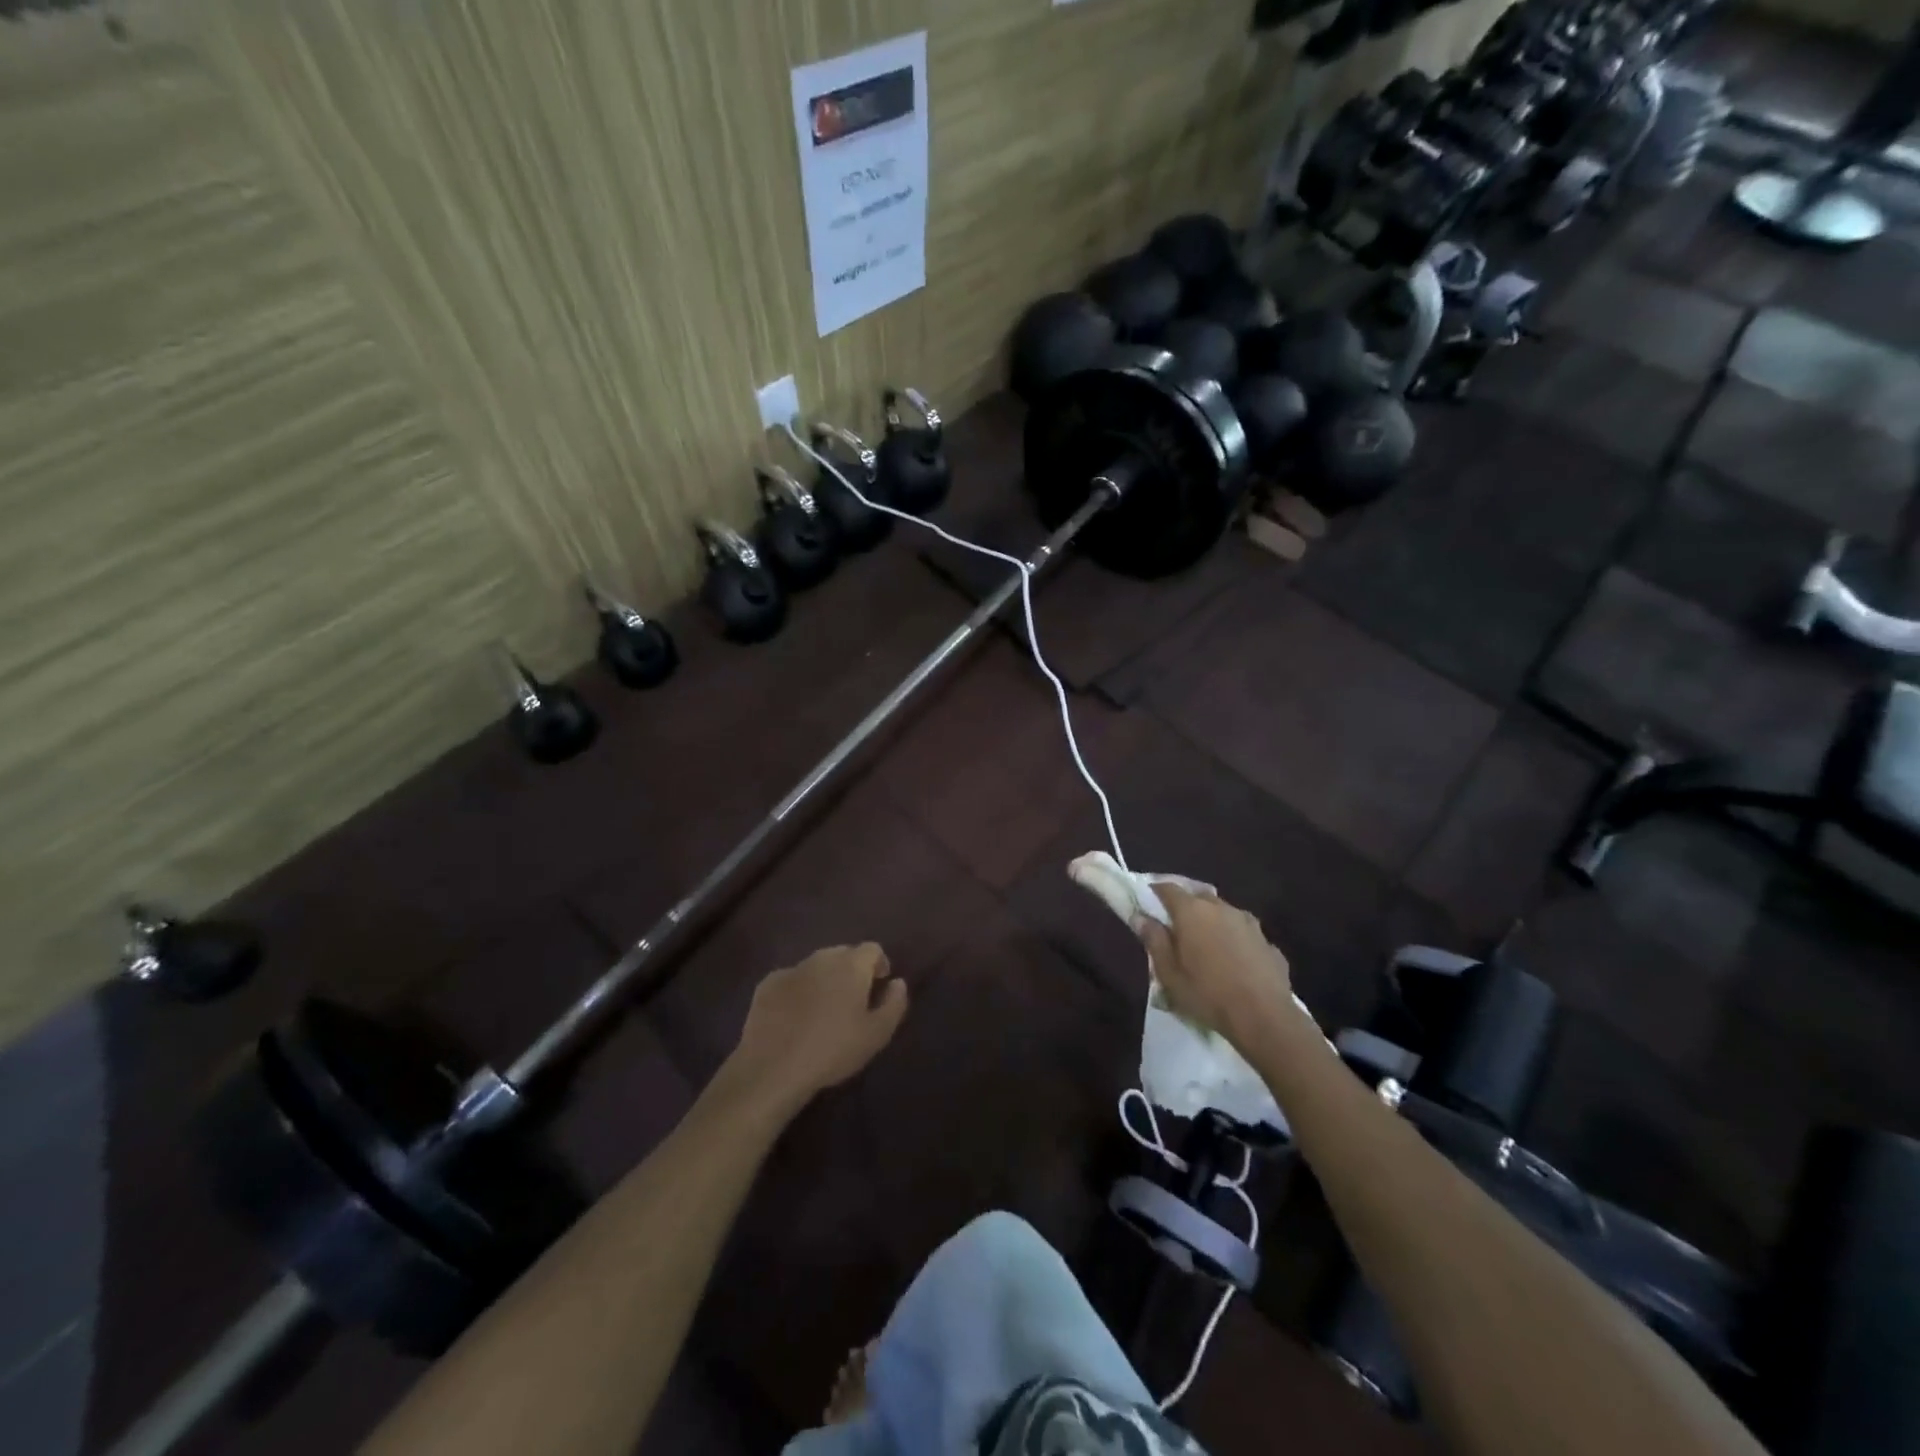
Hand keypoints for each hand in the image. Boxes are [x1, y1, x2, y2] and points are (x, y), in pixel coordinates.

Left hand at [723, 943, 908, 1115]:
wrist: (773, 1067)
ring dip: (824, 979)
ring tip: (823, 1010)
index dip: (879, 965)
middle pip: (843, 954)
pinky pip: (791, 980)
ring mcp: (792, 968)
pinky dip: (798, 990)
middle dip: (851, 971)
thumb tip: (898, 983)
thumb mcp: (877, 1035)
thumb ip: (894, 1003)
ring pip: (816, 965)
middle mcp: (822, 957)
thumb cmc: (833, 1050)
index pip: (873, 949)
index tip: (879, 987)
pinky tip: (794, 1017)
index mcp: (851, 965)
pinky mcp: (767, 984)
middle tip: (852, 1001)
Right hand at [1136, 887, 1295, 1044]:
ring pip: (1224, 913)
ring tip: (1206, 947)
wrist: (1265, 1018)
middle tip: (1175, 929)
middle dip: (1185, 907)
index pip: (1168, 888)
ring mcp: (1250, 923)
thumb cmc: (1207, 994)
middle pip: (1198, 897)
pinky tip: (1234, 964)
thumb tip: (1140, 917)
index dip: (1154, 893)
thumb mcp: (1169, 973)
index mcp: (1193, 911)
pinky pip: (1244, 934)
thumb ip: (1154, 940)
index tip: (1146, 905)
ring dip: (1212, 923)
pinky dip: (1235, 941)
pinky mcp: (1269, 943)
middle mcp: (1222, 908)